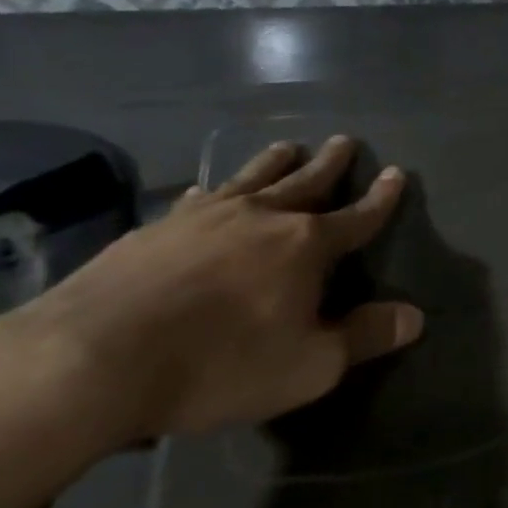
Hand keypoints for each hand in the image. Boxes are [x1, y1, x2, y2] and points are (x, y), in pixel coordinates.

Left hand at [4, 135, 419, 442]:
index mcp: (305, 245)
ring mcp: (205, 217)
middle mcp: (262, 217)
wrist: (92, 358)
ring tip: (288, 146)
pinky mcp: (155, 229)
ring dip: (275, 162)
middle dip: (330, 163)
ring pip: (252, 178)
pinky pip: (197, 199)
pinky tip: (207, 192)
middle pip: (306, 181)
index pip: (357, 216)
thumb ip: (363, 338)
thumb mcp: (308, 367)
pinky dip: (214, 191)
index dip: (381, 198)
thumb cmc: (218, 365)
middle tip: (344, 141)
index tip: (397, 173)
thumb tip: (414, 316)